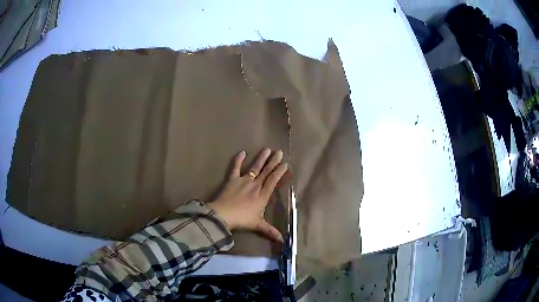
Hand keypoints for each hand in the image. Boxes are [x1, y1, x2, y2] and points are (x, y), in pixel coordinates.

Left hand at [207, 148, 287, 241]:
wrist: (224, 214)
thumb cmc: (242, 219)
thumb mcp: (258, 225)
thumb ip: (270, 230)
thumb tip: (282, 240)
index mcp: (263, 195)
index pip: (273, 180)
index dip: (280, 172)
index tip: (285, 164)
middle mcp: (255, 185)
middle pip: (266, 171)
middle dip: (274, 161)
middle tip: (279, 152)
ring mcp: (243, 180)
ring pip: (254, 167)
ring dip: (261, 158)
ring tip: (267, 149)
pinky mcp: (232, 179)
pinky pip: (235, 168)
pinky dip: (238, 160)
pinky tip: (242, 152)